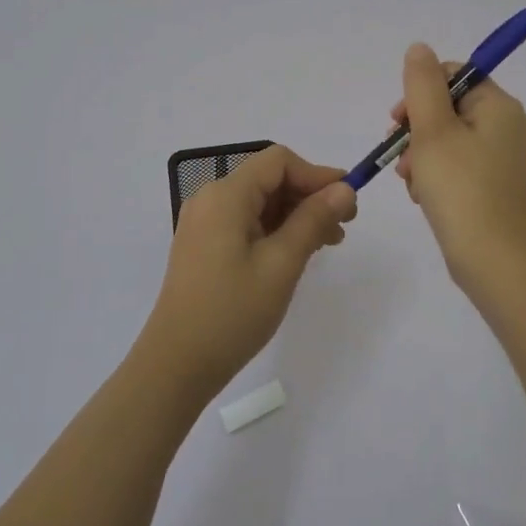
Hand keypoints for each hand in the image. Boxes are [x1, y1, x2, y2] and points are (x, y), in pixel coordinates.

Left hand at [140, 144, 357, 400]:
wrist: (177, 364)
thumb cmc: (233, 312)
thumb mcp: (282, 264)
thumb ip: (314, 219)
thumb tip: (344, 188)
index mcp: (226, 195)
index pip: (279, 162)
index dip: (317, 175)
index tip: (348, 202)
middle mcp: (211, 199)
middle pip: (269, 179)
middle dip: (309, 196)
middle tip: (344, 227)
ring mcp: (204, 223)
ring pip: (260, 202)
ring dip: (296, 214)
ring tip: (328, 243)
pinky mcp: (204, 245)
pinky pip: (246, 222)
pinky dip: (275, 229)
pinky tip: (298, 252)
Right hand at [392, 42, 525, 288]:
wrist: (491, 258)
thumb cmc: (459, 187)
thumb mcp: (432, 130)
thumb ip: (422, 84)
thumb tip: (420, 48)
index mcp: (501, 107)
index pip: (456, 76)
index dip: (421, 92)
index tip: (398, 121)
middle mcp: (511, 127)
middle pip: (451, 108)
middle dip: (417, 129)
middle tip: (400, 155)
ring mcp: (507, 159)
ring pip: (451, 139)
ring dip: (422, 154)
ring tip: (410, 182)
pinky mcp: (499, 186)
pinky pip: (461, 165)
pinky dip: (438, 174)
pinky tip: (423, 195)